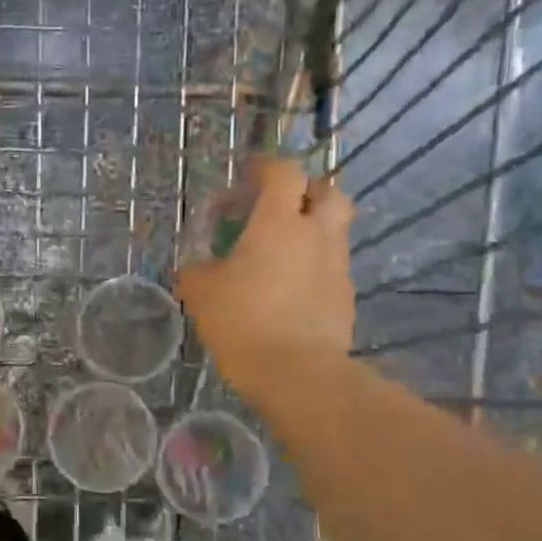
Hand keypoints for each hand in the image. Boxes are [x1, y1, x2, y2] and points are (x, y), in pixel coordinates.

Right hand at [175, 158, 354, 399]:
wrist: (297, 373)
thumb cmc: (243, 321)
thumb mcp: (201, 292)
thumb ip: (196, 269)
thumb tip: (196, 264)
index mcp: (279, 223)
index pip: (283, 172)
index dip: (265, 167)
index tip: (246, 175)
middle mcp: (316, 234)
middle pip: (326, 192)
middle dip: (303, 191)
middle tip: (276, 207)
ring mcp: (336, 266)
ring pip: (332, 230)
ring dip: (309, 230)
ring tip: (278, 253)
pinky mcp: (345, 297)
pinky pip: (331, 266)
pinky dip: (312, 265)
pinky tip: (288, 289)